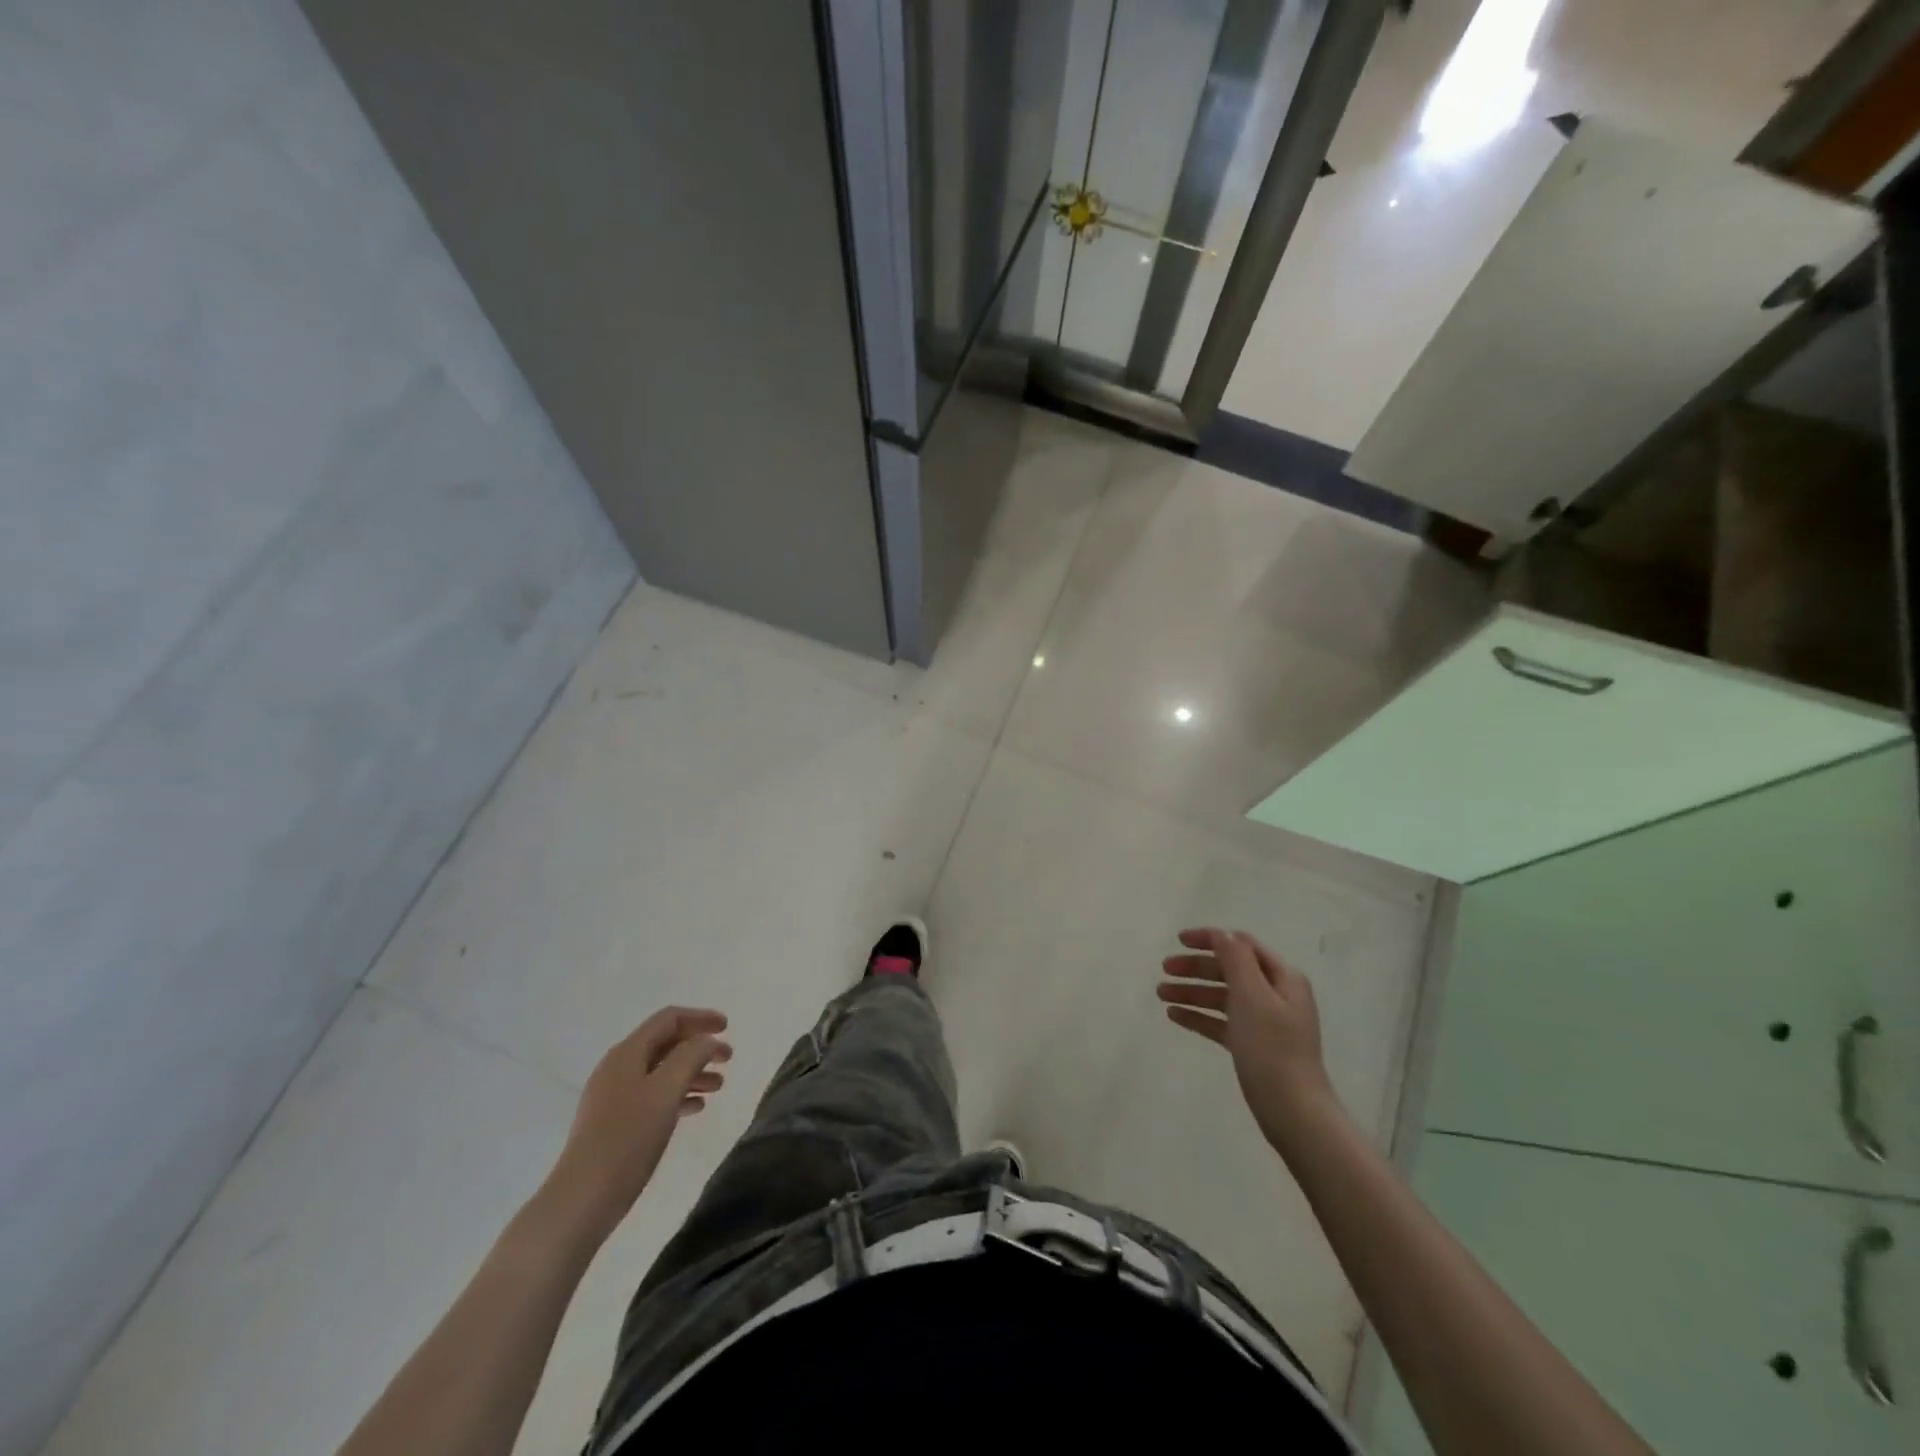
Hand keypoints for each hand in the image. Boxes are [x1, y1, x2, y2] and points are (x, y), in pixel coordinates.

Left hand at [544, 1007, 730, 1239]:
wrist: (582, 1199)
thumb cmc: (628, 1138)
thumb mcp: (666, 1091)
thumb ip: (691, 1057)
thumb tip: (705, 1041)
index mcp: (628, 1053)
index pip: (669, 1019)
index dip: (700, 1018)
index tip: (728, 1028)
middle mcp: (618, 1068)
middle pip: (666, 1043)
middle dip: (699, 1047)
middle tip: (728, 1059)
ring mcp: (613, 1096)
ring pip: (661, 1071)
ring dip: (692, 1072)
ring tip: (718, 1086)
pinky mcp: (614, 1122)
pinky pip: (653, 1095)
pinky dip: (677, 1095)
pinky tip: (696, 1108)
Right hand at [1158, 928, 1342, 1156]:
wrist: (1293, 1112)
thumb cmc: (1272, 1048)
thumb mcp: (1252, 995)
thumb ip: (1236, 959)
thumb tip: (1222, 934)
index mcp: (1282, 977)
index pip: (1241, 945)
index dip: (1210, 939)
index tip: (1178, 940)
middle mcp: (1275, 994)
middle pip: (1229, 970)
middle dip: (1196, 967)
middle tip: (1164, 969)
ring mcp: (1265, 1022)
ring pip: (1222, 996)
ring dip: (1192, 991)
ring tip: (1161, 994)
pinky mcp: (1253, 1046)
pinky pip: (1221, 1022)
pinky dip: (1199, 1015)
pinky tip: (1175, 1016)